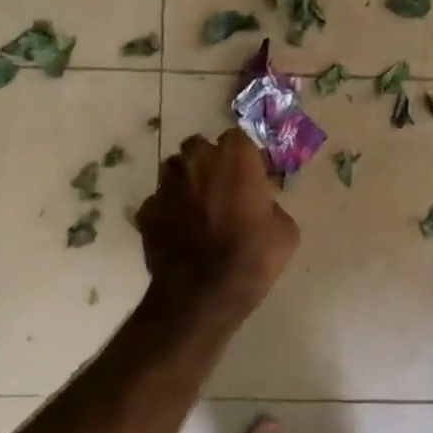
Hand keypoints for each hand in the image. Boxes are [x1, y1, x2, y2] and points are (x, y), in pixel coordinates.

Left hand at [137, 129, 299, 311]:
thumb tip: (262, 206)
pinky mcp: (146, 211)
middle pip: (200, 147)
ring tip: (198, 209)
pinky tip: (179, 233)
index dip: (244, 156)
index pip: (238, 137)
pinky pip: (159, 203)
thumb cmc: (253, 256)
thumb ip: (271, 205)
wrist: (204, 294)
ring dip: (186, 183)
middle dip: (209, 162)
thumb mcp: (285, 230)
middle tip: (222, 188)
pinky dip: (168, 212)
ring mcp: (166, 185)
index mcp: (234, 157)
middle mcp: (197, 161)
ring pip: (175, 171)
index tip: (251, 175)